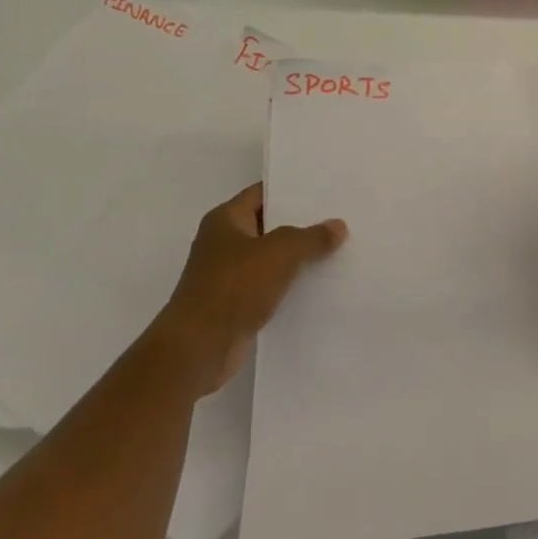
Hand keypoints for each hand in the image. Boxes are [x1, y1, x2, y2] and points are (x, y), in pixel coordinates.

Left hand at [156, 184, 346, 394]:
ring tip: (337, 248)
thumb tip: (338, 226)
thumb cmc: (234, 287)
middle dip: (300, 224)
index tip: (324, 189)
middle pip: (268, 225)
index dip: (291, 190)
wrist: (199, 349)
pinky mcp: (235, 304)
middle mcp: (223, 243)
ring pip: (271, 258)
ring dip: (297, 257)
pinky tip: (319, 284)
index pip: (262, 193)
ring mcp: (228, 275)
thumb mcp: (281, 252)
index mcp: (225, 220)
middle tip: (338, 217)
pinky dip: (290, 285)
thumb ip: (311, 237)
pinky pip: (269, 286)